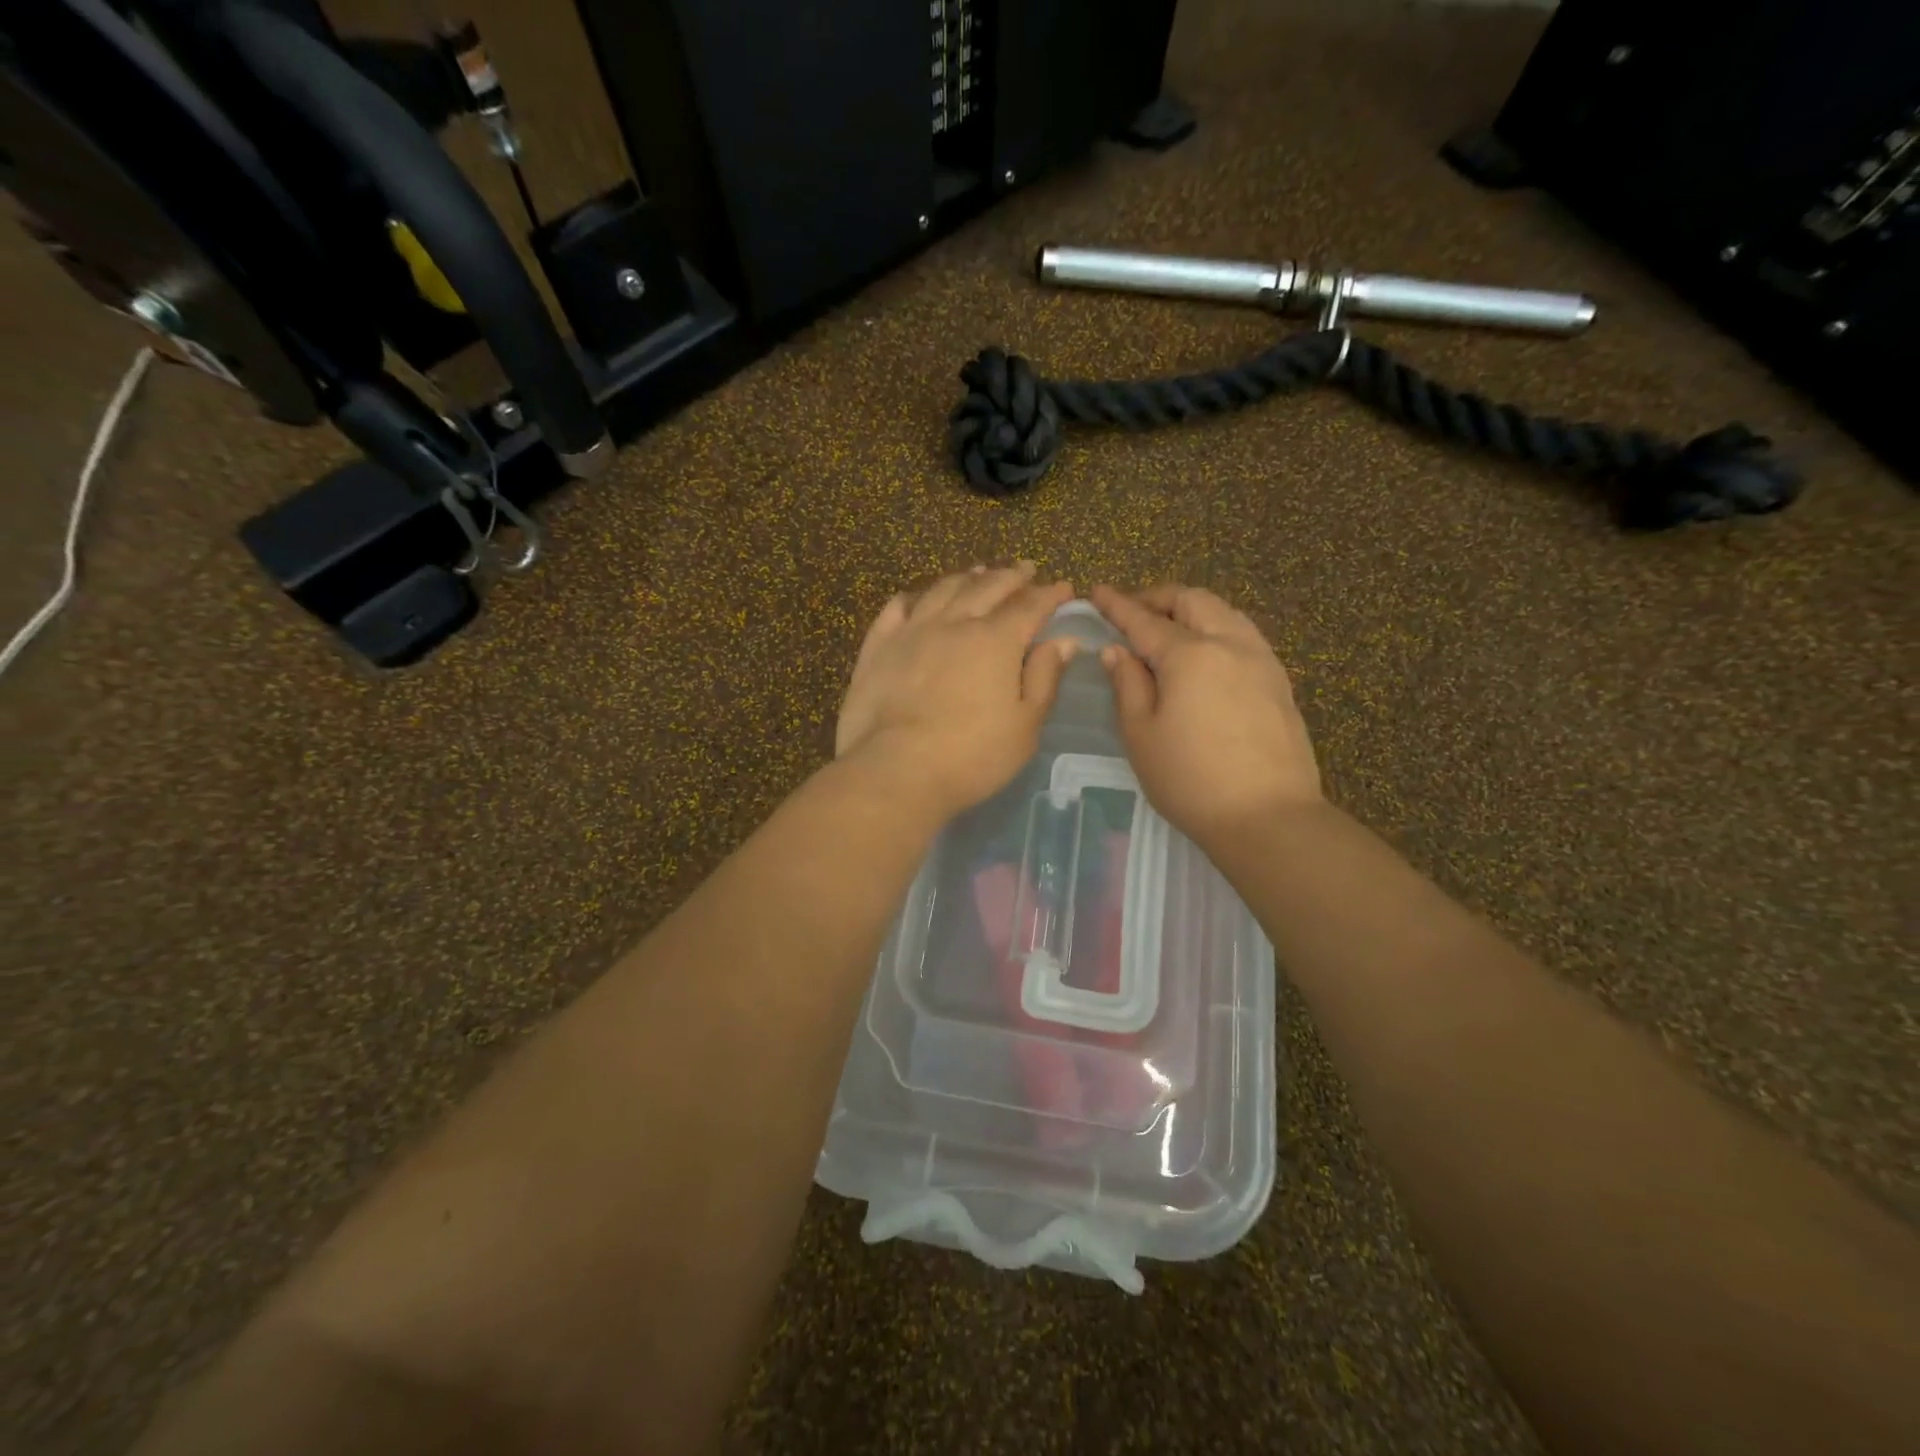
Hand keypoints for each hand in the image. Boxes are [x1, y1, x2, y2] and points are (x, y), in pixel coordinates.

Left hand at [837, 564, 1076, 820]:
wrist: (895, 771)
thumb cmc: (971, 756)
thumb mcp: (1025, 726)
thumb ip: (1044, 679)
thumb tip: (1063, 640)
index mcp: (995, 641)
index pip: (1029, 606)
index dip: (1049, 594)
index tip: (1063, 587)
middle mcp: (954, 624)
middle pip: (987, 587)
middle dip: (1011, 576)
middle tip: (1025, 569)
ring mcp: (911, 632)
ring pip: (942, 590)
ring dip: (966, 577)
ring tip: (978, 571)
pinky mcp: (878, 648)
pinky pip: (895, 609)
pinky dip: (913, 598)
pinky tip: (917, 597)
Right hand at [1089, 584, 1320, 844]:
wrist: (1268, 817)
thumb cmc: (1190, 780)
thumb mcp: (1141, 735)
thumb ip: (1128, 685)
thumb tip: (1118, 651)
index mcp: (1190, 655)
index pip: (1146, 621)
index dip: (1118, 606)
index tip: (1098, 591)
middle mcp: (1230, 644)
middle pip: (1193, 601)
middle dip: (1159, 598)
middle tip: (1133, 612)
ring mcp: (1261, 660)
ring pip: (1225, 612)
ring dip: (1192, 610)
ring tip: (1169, 628)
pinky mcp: (1279, 682)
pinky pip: (1244, 635)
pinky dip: (1217, 629)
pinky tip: (1206, 654)